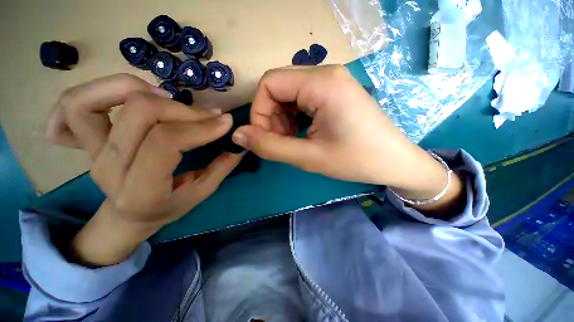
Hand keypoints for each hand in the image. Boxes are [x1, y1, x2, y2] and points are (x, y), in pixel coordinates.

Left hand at [46, 74, 242, 265]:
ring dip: (133, 88)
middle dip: (182, 109)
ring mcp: (91, 153)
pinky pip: (72, 105)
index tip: (225, 121)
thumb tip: (239, 142)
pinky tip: (128, 95)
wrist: (128, 217)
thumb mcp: (202, 192)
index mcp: (141, 191)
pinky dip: (96, 90)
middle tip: (207, 114)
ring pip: (89, 101)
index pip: (166, 142)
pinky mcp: (86, 141)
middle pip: (139, 113)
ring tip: (166, 96)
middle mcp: (109, 169)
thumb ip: (223, 166)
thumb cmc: (169, 206)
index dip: (200, 126)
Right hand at [232, 65, 464, 213]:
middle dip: (271, 116)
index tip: (266, 138)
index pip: (269, 83)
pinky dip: (295, 115)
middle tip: (282, 141)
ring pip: (289, 92)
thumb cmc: (355, 160)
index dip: (259, 112)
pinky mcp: (336, 91)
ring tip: (293, 139)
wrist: (394, 161)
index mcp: (321, 83)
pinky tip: (303, 132)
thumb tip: (238, 136)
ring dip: (282, 117)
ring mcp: (333, 80)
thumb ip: (269, 147)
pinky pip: (303, 97)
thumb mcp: (308, 157)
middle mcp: (327, 73)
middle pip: (278, 87)